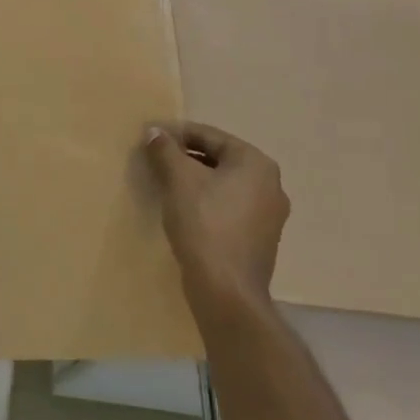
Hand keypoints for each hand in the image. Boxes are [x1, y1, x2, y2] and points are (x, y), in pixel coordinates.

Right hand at [145, 121, 289, 323]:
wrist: (226, 289)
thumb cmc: (204, 223)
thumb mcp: (178, 179)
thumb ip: (165, 149)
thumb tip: (155, 131)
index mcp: (256, 163)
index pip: (210, 136)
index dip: (176, 133)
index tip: (149, 138)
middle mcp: (270, 184)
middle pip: (219, 158)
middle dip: (185, 156)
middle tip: (154, 159)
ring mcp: (269, 214)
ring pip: (223, 183)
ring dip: (194, 179)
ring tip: (164, 182)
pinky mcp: (259, 238)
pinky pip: (228, 206)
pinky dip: (206, 200)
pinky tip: (183, 209)